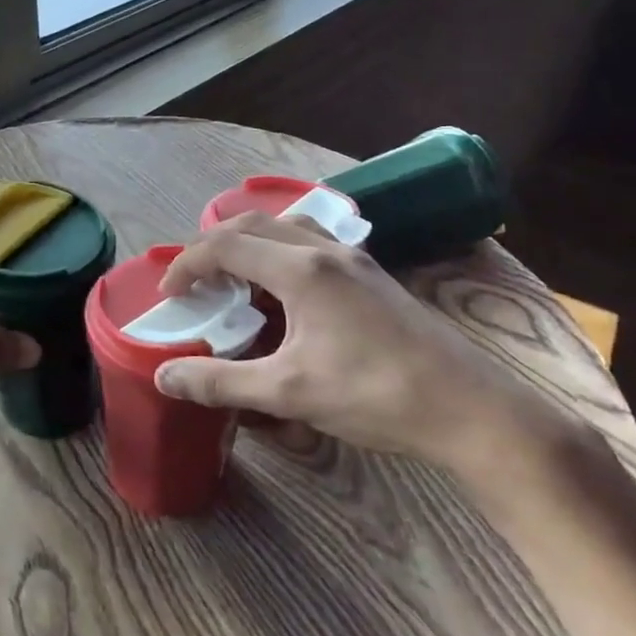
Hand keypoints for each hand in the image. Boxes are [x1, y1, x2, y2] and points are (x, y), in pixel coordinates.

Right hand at [154, 212, 558, 471]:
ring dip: (251, 245)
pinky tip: (286, 294)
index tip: (169, 294)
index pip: (226, 246)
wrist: (470, 409)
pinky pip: (312, 244)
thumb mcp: (289, 392)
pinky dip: (280, 254)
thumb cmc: (375, 395)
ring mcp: (355, 259)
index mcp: (301, 269)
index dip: (188, 264)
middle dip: (213, 247)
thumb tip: (165, 376)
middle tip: (194, 283)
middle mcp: (326, 250)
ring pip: (287, 228)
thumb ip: (221, 381)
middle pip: (253, 226)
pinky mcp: (373, 276)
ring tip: (235, 281)